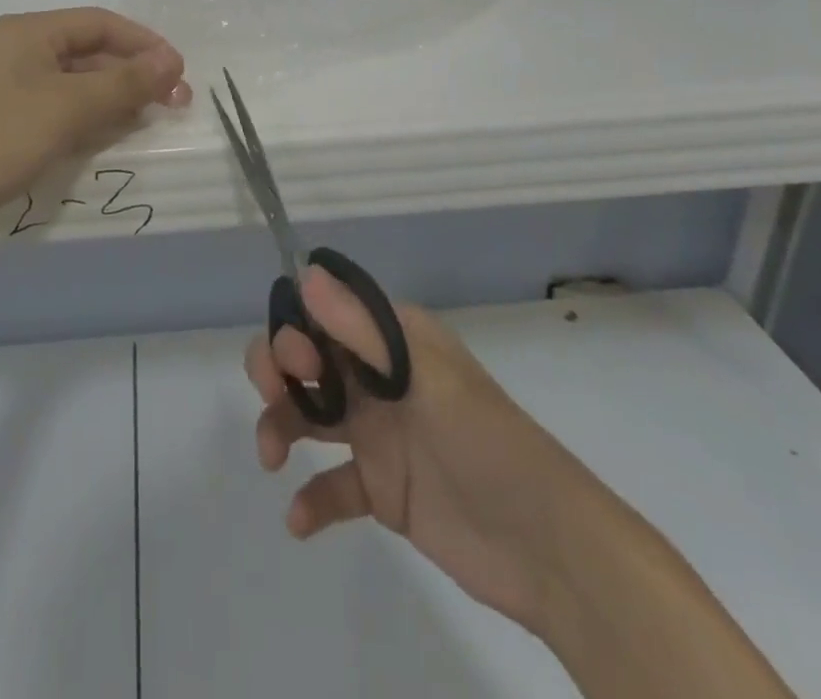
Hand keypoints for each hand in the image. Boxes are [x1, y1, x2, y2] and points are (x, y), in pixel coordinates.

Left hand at [0, 8, 190, 252]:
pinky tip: (116, 133)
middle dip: (134, 73)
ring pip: (79, 83)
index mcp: (29, 31)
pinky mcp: (11, 123)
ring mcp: (13, 89)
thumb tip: (171, 61)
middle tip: (175, 100)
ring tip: (153, 118)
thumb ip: (124, 82)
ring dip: (117, 96)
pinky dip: (93, 117)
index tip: (179, 70)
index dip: (143, 42)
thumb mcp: (70, 106)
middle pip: (91, 52)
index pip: (100, 23)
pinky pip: (63, 110)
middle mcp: (20, 52)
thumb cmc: (2, 137)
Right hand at [246, 269, 615, 636]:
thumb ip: (361, 329)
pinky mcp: (381, 488)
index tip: (295, 358)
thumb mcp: (424, 377)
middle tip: (275, 397)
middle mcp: (377, 377)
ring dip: (280, 427)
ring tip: (273, 460)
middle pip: (307, 358)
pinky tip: (299, 519)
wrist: (547, 550)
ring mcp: (377, 432)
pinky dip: (310, 498)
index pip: (324, 312)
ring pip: (308, 414)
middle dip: (278, 369)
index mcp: (391, 339)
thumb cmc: (485, 442)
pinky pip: (332, 484)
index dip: (296, 325)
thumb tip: (304, 272)